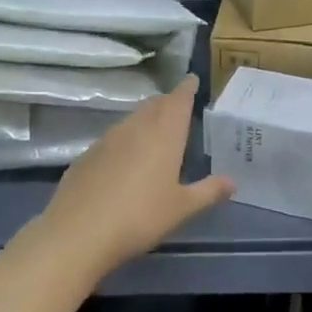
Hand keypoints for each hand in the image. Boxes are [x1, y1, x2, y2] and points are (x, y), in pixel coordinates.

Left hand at [32, 75, 233, 277]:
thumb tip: (232, 182)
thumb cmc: (140, 217)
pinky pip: (113, 138)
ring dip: (146, 119)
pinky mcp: (87, 154)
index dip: (187, 88)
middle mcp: (136, 127)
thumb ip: (208, 192)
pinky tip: (125, 160)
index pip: (178, 100)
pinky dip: (125, 140)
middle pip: (154, 105)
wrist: (79, 232)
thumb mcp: (181, 208)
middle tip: (179, 107)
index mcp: (164, 133)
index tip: (192, 79)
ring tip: (155, 132)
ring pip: (132, 119)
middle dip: (168, 103)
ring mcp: (107, 138)